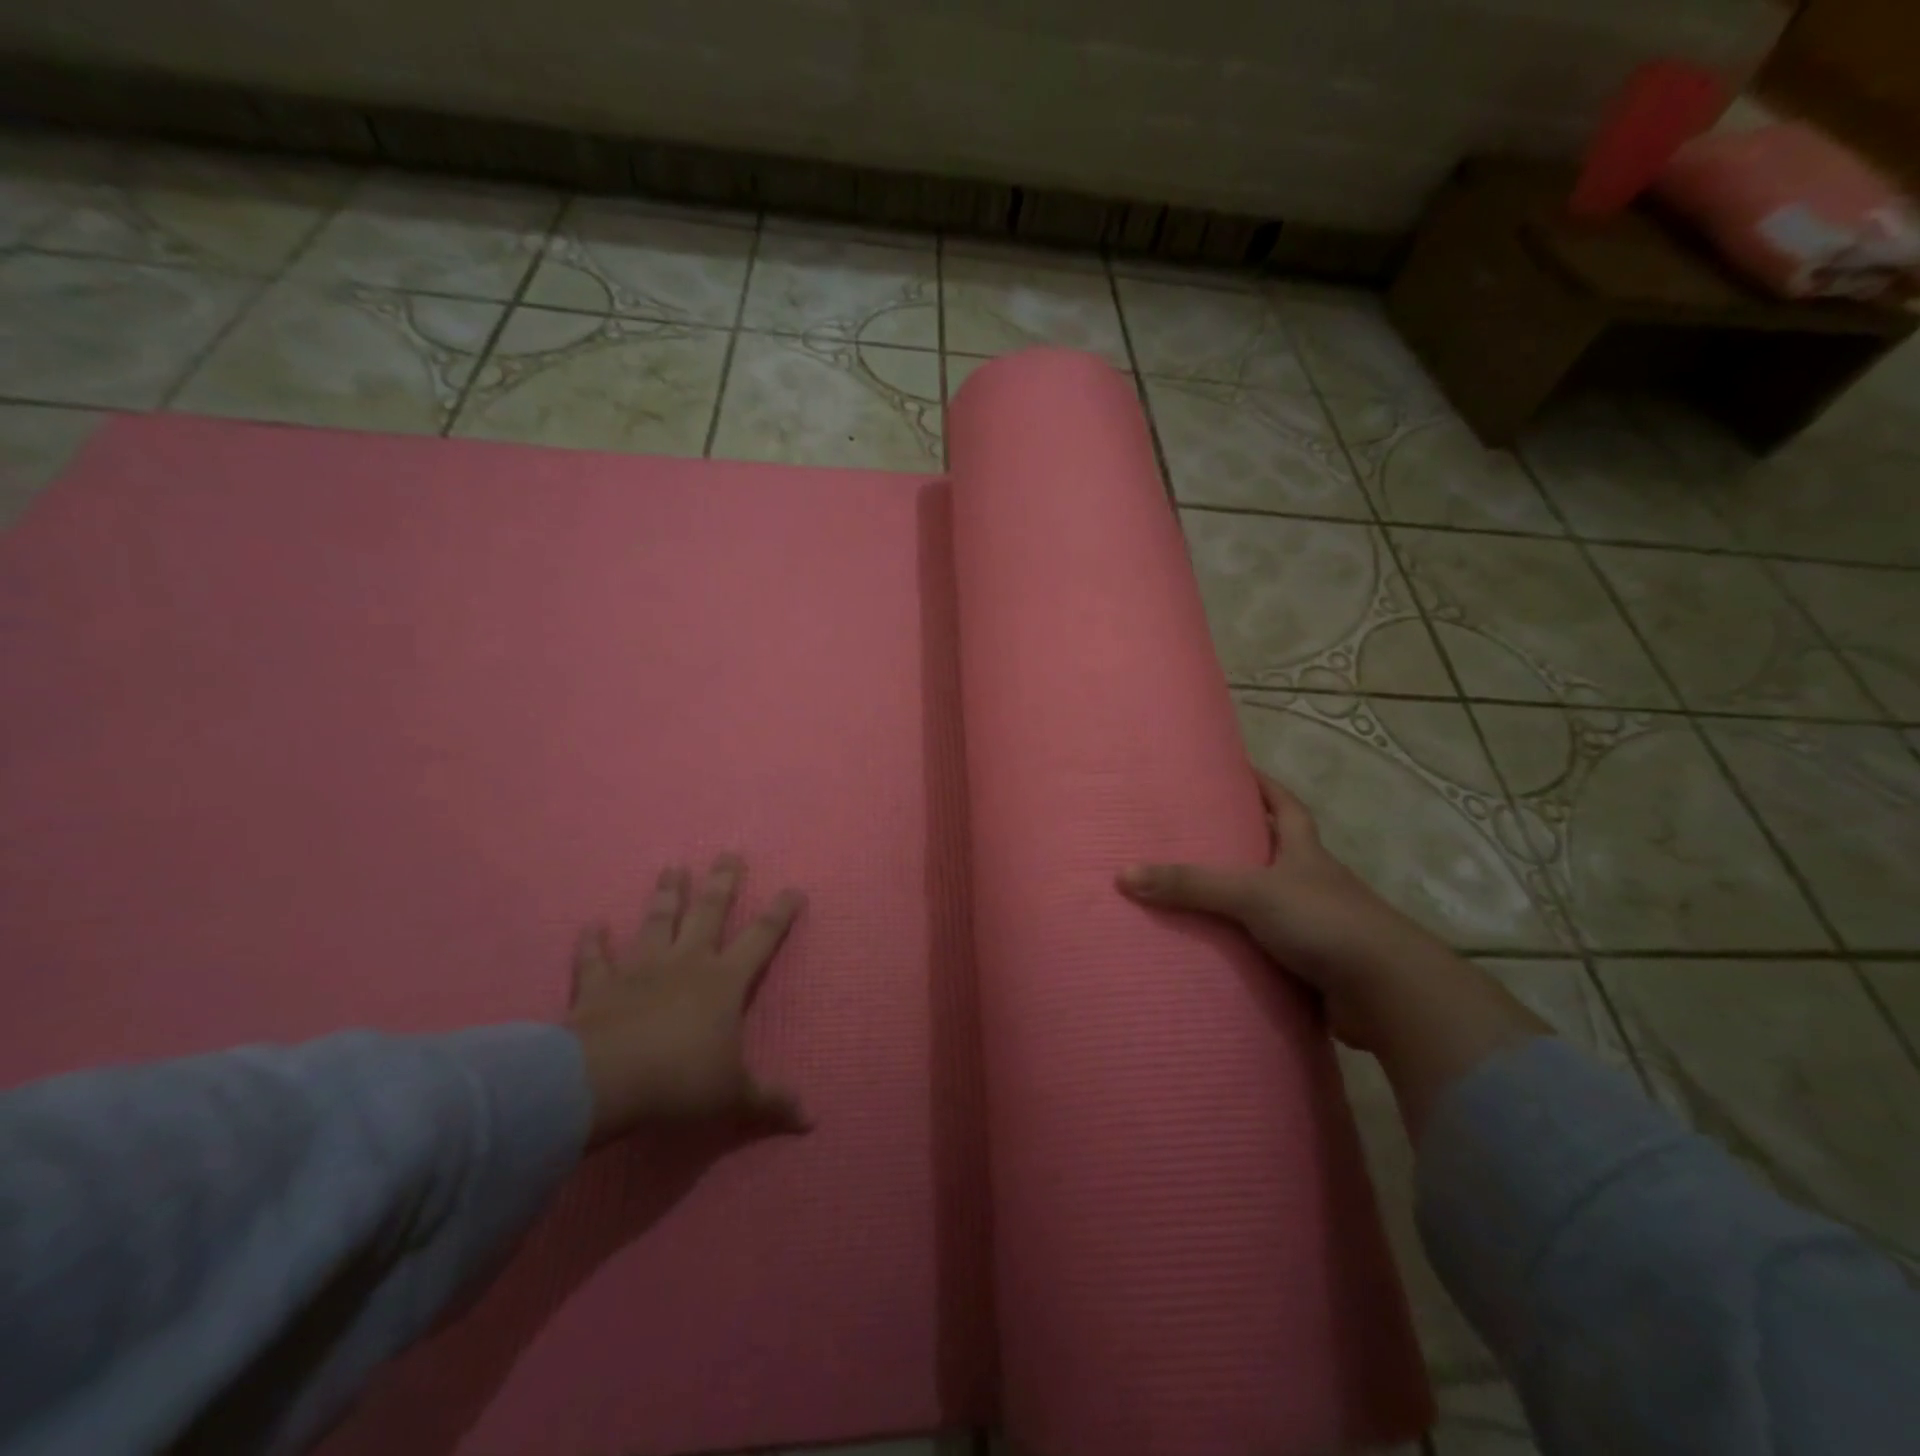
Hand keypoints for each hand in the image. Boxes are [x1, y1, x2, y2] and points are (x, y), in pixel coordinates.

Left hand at [566, 855, 807, 1145]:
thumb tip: (811, 1119)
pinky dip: (593, 942)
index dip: (780, 914)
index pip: (760, 939)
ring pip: (658, 921)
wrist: (604, 1082)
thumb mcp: (733, 1097)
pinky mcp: (600, 985)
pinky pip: (596, 958)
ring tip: (672, 868)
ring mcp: (641, 968)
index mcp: (724, 982)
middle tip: (729, 854)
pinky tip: (592, 924)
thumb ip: (770, 1101)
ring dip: (666, 895)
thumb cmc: (679, 1082)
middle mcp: (686, 963)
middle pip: (709, 912)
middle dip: (722, 882)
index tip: (794, 888)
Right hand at [1118, 772, 1448, 1047]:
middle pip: (1277, 852)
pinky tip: (1216, 952)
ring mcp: (1316, 925)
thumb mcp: (1252, 893)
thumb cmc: (1324, 921)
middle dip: (1243, 842)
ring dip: (1240, 900)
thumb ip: (1191, 884)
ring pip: (1270, 903)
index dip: (1263, 786)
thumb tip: (1123, 875)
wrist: (1388, 993)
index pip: (1286, 805)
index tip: (1237, 770)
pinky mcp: (1313, 965)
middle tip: (1195, 835)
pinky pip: (1269, 948)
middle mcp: (1313, 882)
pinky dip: (1246, 948)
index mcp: (1305, 851)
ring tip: (1192, 895)